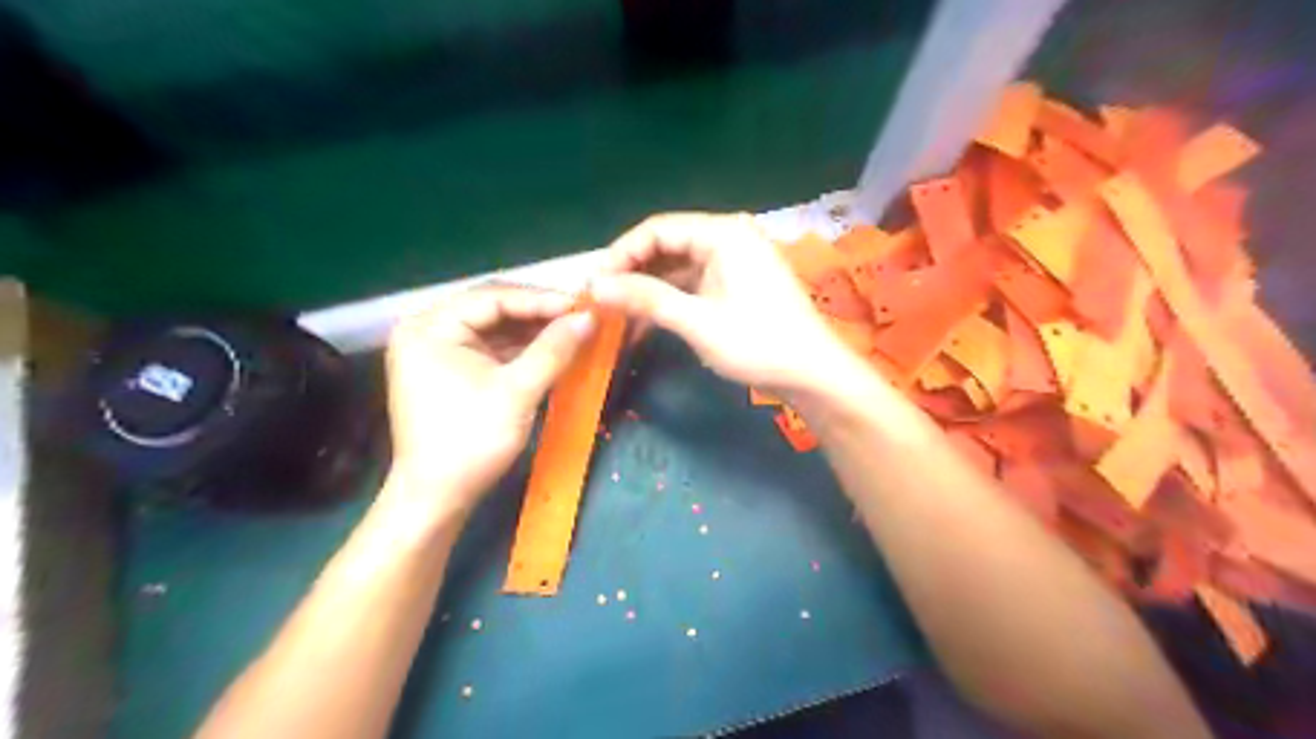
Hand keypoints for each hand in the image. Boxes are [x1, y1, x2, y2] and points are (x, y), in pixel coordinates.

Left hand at [382, 287, 595, 522]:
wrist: (437, 497)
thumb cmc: (471, 441)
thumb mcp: (518, 391)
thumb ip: (554, 349)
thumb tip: (589, 318)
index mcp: (430, 327)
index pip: (493, 297)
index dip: (541, 300)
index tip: (583, 305)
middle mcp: (427, 329)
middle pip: (493, 309)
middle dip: (539, 314)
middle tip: (581, 317)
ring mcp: (436, 349)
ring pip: (495, 328)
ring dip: (533, 331)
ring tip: (574, 331)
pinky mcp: (449, 369)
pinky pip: (491, 348)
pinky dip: (521, 349)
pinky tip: (552, 349)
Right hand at [589, 210, 854, 393]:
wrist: (812, 374)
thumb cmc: (758, 343)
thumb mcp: (697, 322)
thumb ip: (646, 298)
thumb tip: (595, 285)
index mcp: (722, 233)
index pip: (657, 229)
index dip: (621, 254)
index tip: (594, 284)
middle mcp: (727, 237)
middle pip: (666, 245)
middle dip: (632, 273)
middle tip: (600, 301)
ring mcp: (734, 260)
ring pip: (677, 267)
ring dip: (648, 290)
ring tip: (616, 315)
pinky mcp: (735, 283)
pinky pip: (692, 283)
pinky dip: (669, 300)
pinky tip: (645, 322)